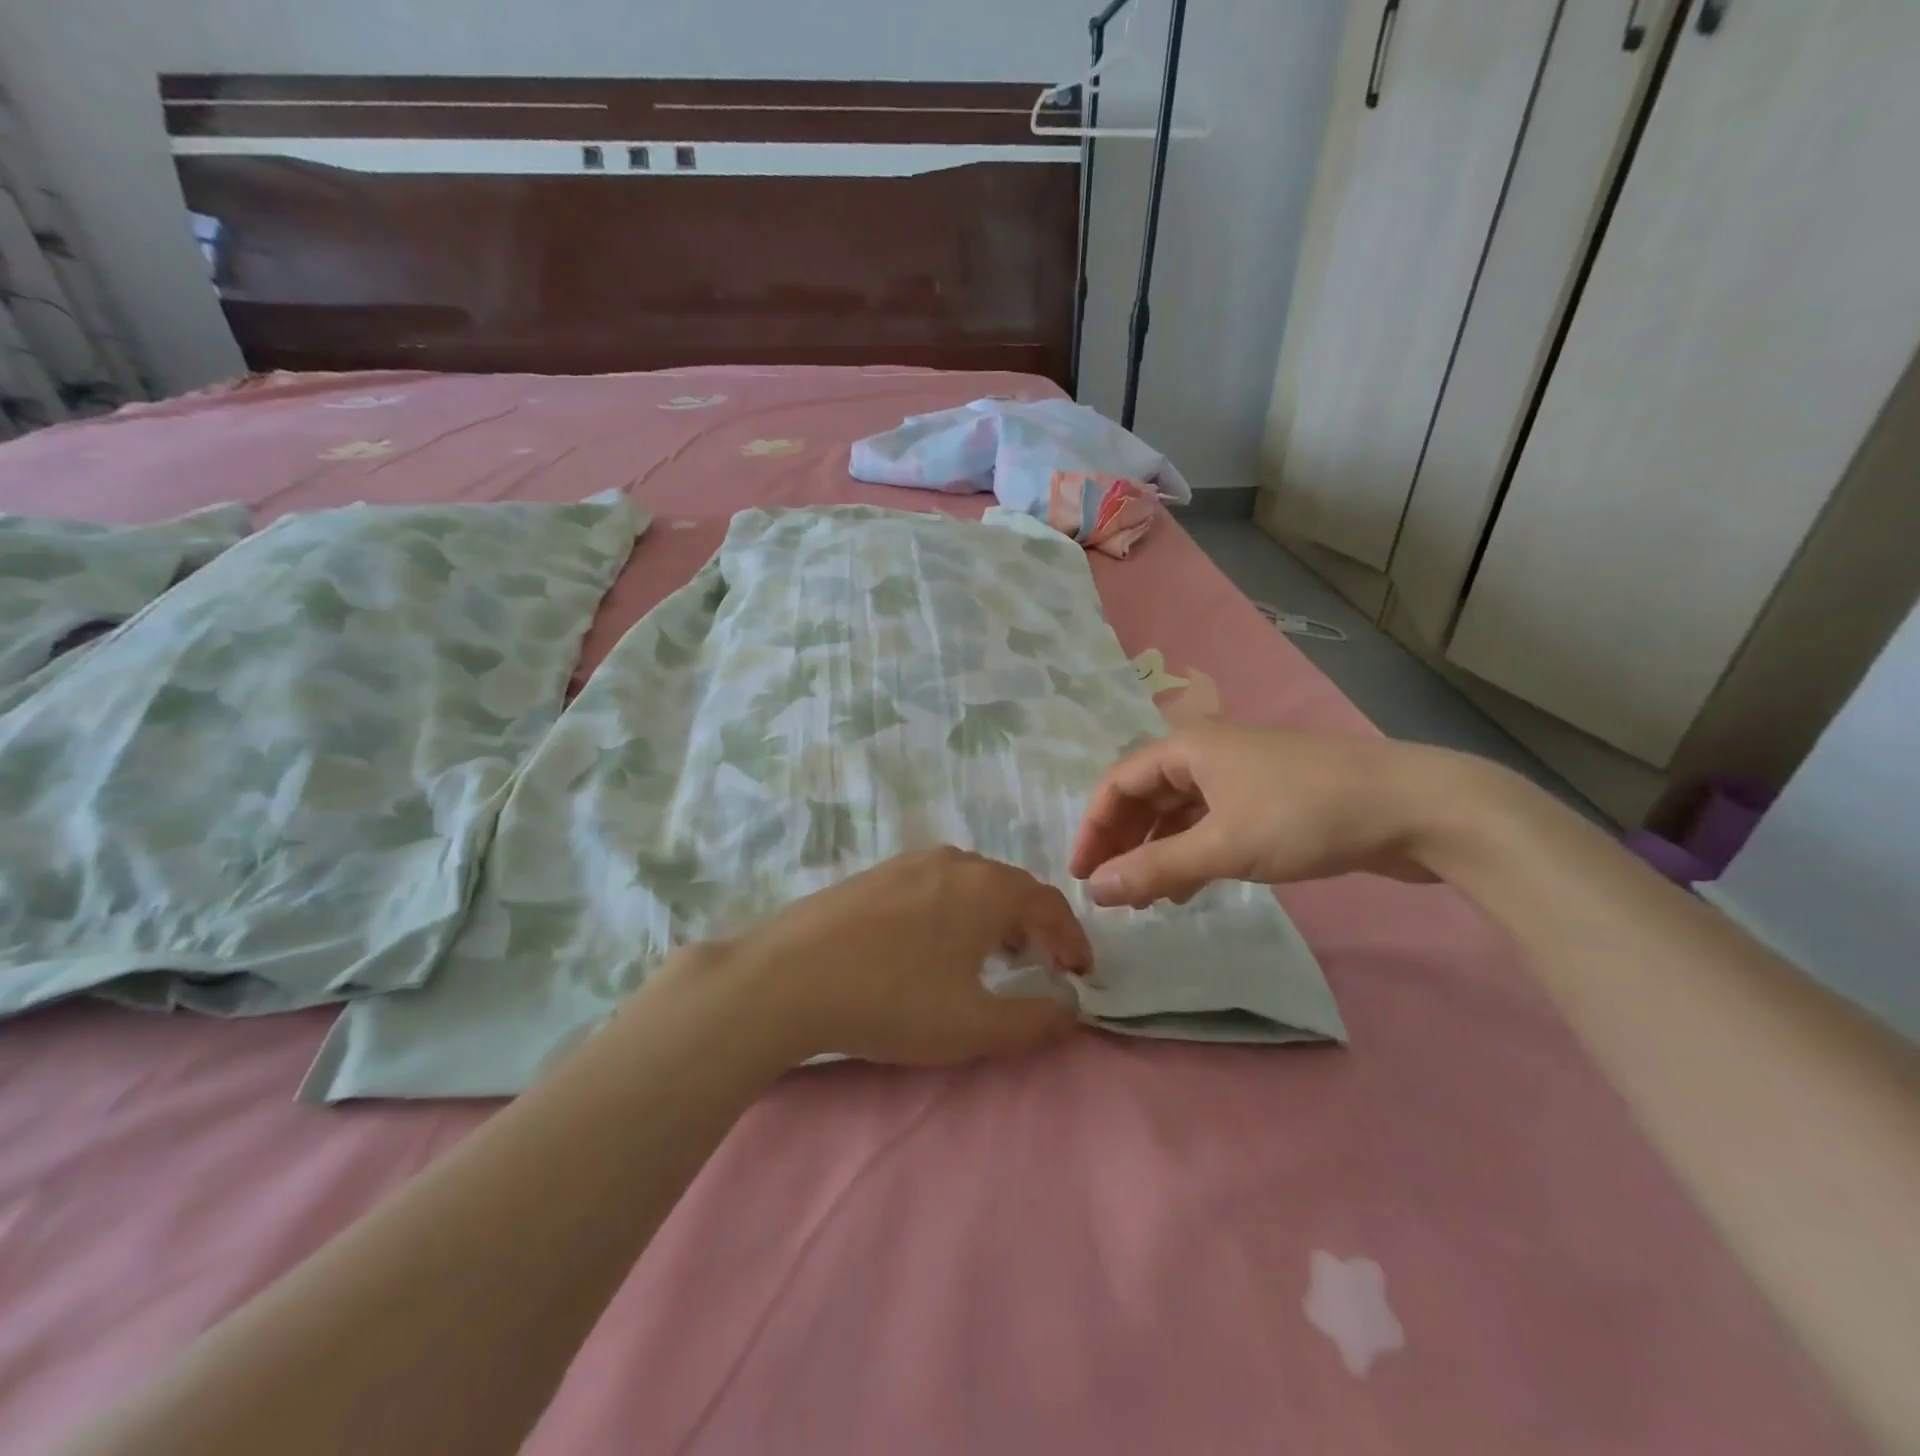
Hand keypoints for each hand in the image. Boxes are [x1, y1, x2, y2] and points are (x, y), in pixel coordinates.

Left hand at [660, 849, 1088, 1068]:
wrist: (787, 976)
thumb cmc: (892, 1000)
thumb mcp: (973, 1026)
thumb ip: (1034, 1020)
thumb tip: (1071, 1010)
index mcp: (987, 888)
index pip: (1049, 904)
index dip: (1072, 939)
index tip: (1081, 974)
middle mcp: (955, 862)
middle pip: (1012, 888)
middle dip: (1035, 927)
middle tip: (1041, 965)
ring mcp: (910, 862)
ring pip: (972, 883)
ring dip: (995, 916)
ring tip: (992, 956)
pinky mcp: (876, 873)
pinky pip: (936, 884)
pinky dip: (957, 909)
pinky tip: (935, 943)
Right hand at [1070, 722, 1449, 907]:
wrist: (1414, 807)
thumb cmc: (1306, 816)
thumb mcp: (1223, 846)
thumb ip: (1155, 868)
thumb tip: (1095, 890)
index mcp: (1188, 747)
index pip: (1118, 782)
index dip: (1094, 828)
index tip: (1081, 875)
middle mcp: (1208, 753)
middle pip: (1146, 795)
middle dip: (1123, 841)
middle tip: (1110, 889)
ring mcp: (1242, 774)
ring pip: (1180, 811)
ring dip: (1157, 850)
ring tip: (1143, 897)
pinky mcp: (1270, 798)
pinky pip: (1212, 823)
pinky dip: (1193, 852)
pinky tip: (1188, 888)